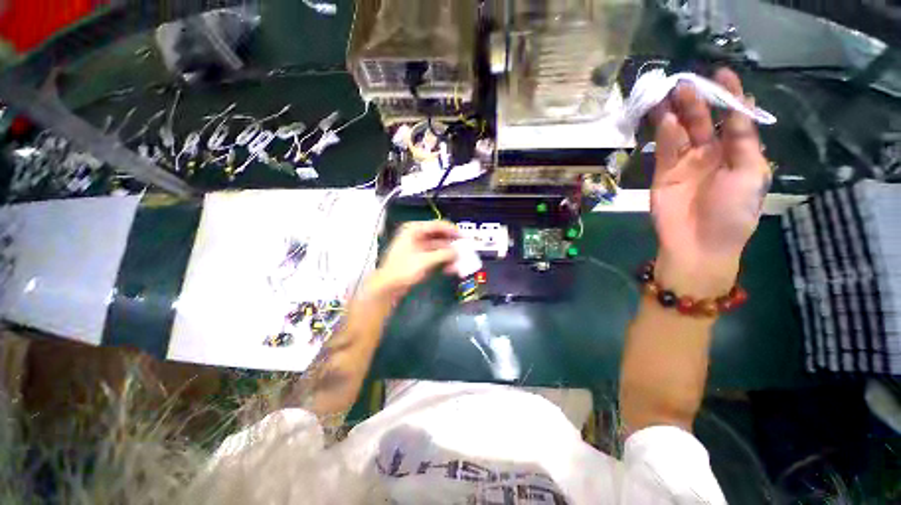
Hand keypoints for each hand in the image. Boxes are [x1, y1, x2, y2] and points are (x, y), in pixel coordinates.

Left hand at [366, 220, 459, 300]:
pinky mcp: (420, 258)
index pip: (438, 225)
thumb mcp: (425, 260)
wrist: (388, 286)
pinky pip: (435, 256)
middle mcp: (417, 236)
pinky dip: (443, 261)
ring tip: (459, 263)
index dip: (453, 230)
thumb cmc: (403, 269)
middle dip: (452, 245)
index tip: (464, 237)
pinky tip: (450, 269)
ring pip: (439, 247)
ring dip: (449, 255)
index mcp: (414, 230)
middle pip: (440, 236)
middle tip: (465, 251)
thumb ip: (444, 254)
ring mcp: (418, 247)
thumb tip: (458, 252)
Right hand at [650, 68, 771, 296]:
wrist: (698, 243)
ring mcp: (684, 163)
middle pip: (702, 121)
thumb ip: (743, 141)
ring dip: (675, 113)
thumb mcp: (751, 174)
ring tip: (669, 94)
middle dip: (696, 101)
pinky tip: (665, 119)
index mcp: (737, 153)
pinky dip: (664, 134)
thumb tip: (736, 109)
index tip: (721, 73)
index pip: (732, 118)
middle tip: (684, 83)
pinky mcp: (663, 173)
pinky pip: (665, 149)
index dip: (729, 95)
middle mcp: (710, 154)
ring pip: (679, 132)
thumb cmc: (733, 212)